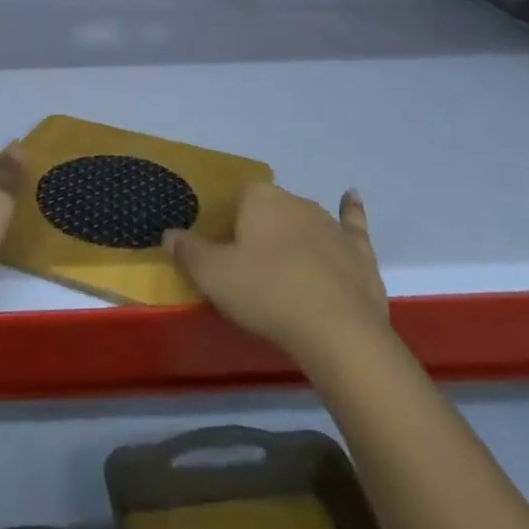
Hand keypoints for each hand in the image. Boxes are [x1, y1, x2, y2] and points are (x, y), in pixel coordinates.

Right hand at [165, 185, 389, 369]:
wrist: (337, 330)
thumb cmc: (266, 293)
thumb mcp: (213, 275)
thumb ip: (188, 252)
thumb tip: (169, 234)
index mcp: (259, 198)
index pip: (237, 200)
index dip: (229, 226)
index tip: (225, 255)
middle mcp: (295, 201)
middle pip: (271, 210)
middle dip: (261, 231)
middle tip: (251, 267)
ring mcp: (331, 225)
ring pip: (305, 221)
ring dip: (296, 235)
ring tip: (286, 265)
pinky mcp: (359, 251)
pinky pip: (352, 223)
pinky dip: (351, 211)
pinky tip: (352, 197)